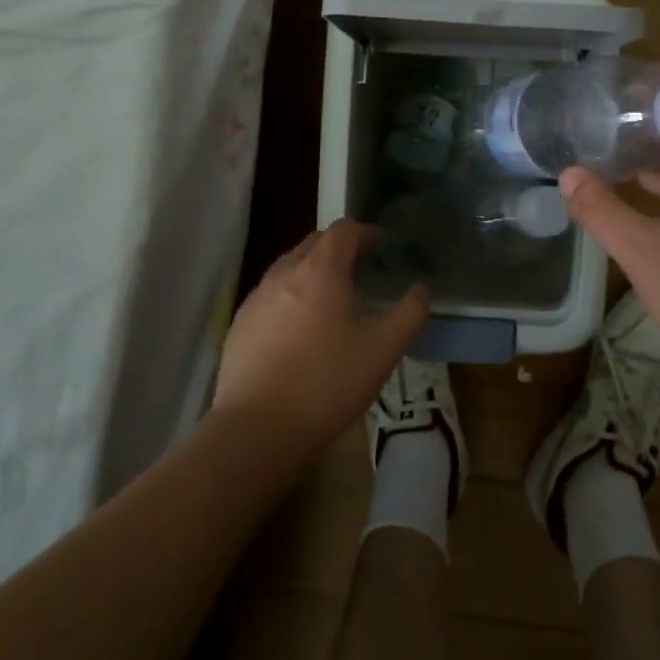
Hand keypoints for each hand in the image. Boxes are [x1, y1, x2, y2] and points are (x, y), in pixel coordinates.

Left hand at [213, 220, 428, 460]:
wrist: (258, 429)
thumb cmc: (328, 383)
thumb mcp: (384, 350)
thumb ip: (409, 313)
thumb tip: (420, 290)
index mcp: (320, 271)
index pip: (343, 231)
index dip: (365, 232)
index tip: (380, 245)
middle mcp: (284, 273)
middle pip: (313, 244)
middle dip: (338, 248)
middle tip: (360, 267)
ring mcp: (256, 298)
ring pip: (288, 268)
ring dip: (312, 271)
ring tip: (331, 298)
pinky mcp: (239, 325)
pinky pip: (270, 295)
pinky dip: (290, 297)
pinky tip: (300, 329)